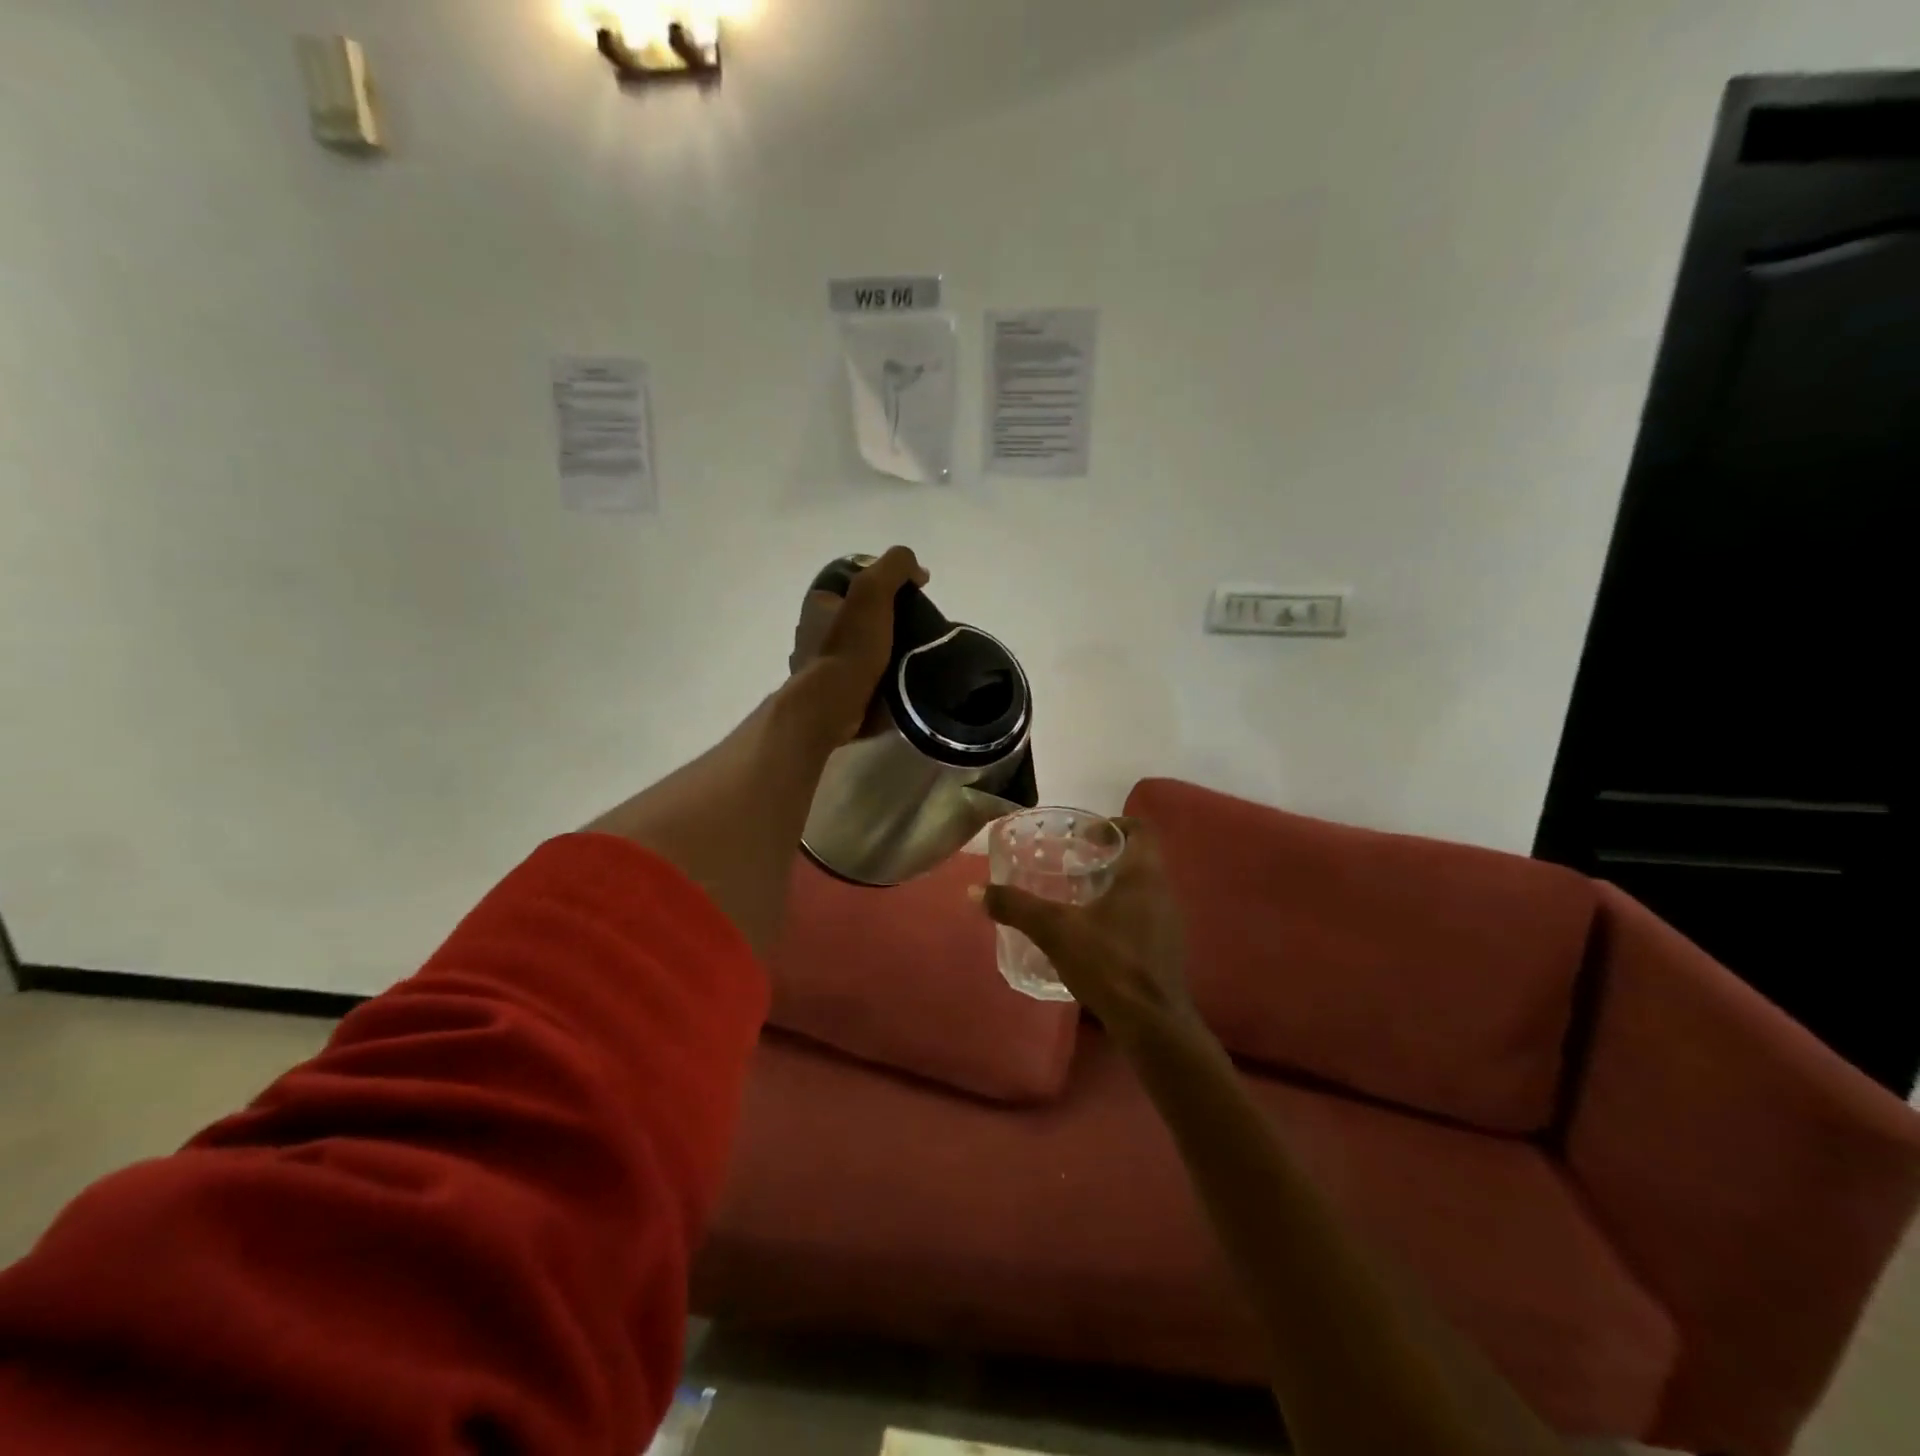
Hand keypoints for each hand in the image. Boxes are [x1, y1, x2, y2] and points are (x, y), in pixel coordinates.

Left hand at [785, 546, 928, 746]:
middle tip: (918, 625)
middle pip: (859, 614)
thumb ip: (895, 567)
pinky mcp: (833, 692)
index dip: (882, 581)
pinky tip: (900, 677)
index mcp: (818, 602)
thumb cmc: (851, 646)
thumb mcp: (873, 591)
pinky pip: (862, 675)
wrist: (834, 706)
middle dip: (886, 617)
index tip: (910, 592)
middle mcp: (814, 630)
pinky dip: (880, 674)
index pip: (853, 580)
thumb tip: (918, 570)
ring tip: (915, 653)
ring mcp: (821, 664)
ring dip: (885, 648)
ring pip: (861, 646)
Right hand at [974, 820, 1198, 1040]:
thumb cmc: (1110, 964)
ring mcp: (1168, 923)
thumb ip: (1017, 907)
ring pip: (1140, 889)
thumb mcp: (1055, 931)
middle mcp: (1162, 892)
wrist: (1152, 1026)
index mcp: (1144, 875)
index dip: (1113, 824)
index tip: (1083, 833)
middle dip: (1105, 856)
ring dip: (1111, 885)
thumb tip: (976, 891)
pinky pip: (1142, 916)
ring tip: (1074, 895)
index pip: (1140, 829)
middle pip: (1138, 858)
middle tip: (1069, 861)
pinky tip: (1090, 932)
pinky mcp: (1164, 950)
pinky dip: (1118, 913)